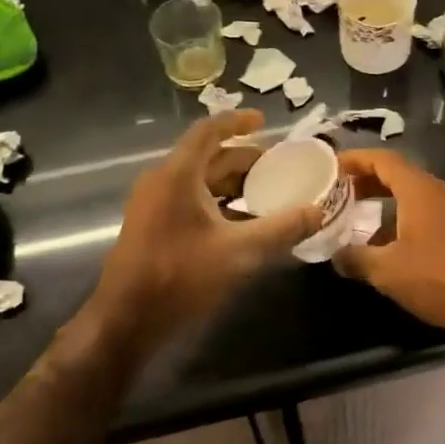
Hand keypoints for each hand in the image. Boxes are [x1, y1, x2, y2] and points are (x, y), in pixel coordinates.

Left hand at [98, 111, 321, 337]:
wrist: (125, 321)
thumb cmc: (180, 276)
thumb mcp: (240, 252)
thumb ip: (282, 228)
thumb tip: (318, 211)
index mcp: (178, 174)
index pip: (208, 131)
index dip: (237, 122)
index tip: (264, 123)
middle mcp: (162, 181)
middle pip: (206, 156)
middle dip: (243, 158)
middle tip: (277, 166)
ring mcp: (154, 204)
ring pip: (198, 180)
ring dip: (231, 183)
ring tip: (266, 193)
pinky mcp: (152, 226)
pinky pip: (189, 199)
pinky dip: (217, 202)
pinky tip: (242, 222)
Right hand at [333, 150, 444, 331]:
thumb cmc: (441, 277)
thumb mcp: (389, 272)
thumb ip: (357, 259)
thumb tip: (335, 255)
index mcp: (420, 189)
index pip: (383, 159)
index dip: (355, 159)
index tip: (333, 166)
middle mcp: (442, 190)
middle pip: (400, 175)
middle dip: (369, 182)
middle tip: (342, 194)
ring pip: (417, 195)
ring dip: (389, 202)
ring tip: (363, 221)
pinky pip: (433, 212)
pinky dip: (409, 217)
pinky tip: (398, 244)